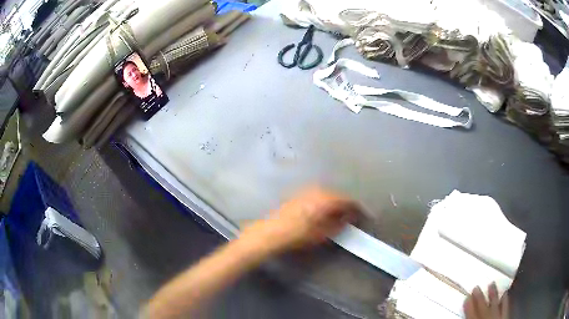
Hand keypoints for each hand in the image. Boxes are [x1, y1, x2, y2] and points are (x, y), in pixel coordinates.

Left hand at [241, 188, 359, 251]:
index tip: (363, 214)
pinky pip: (318, 195)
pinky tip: (323, 211)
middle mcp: (317, 191)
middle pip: (337, 195)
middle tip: (352, 215)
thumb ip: (338, 225)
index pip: (347, 200)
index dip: (357, 208)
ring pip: (327, 194)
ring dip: (335, 203)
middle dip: (346, 205)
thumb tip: (348, 219)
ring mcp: (307, 191)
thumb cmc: (298, 235)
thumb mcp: (322, 234)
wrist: (272, 232)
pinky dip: (325, 202)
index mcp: (325, 200)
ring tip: (339, 215)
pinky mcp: (299, 194)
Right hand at [464, 283, 508, 318]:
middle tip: (477, 287)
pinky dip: (505, 300)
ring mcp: (498, 316)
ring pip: (495, 304)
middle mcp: (487, 318)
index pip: (471, 314)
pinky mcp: (505, 316)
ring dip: (493, 294)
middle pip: (482, 307)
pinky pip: (506, 307)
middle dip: (479, 297)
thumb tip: (462, 316)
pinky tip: (505, 294)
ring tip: (492, 284)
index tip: (467, 296)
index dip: (469, 305)